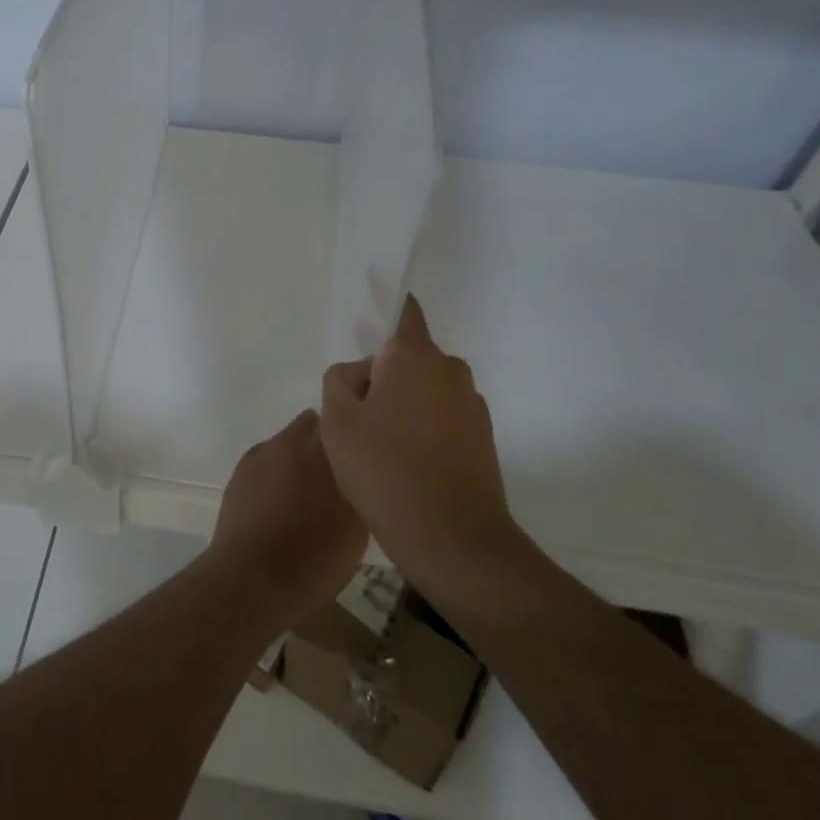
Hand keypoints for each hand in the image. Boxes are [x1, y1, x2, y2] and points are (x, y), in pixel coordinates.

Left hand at [207, 411, 366, 628]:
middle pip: (312, 426)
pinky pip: (266, 461)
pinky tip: (277, 505)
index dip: (351, 436)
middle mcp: (291, 440)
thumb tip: (359, 471)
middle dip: (322, 443)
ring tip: (303, 496)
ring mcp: (262, 453)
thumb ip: (359, 485)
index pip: (343, 420)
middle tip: (333, 476)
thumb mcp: (357, 525)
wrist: (254, 577)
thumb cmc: (316, 557)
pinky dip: (274, 474)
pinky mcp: (240, 470)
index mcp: (325, 448)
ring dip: (297, 459)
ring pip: (287, 444)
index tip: (359, 456)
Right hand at [319, 295, 529, 599]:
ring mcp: (471, 406)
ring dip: (399, 404)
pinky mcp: (481, 439)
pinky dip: (419, 428)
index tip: (375, 281)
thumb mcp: (338, 421)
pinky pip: (439, 417)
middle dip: (379, 375)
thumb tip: (360, 374)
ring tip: (376, 448)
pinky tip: (402, 465)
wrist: (452, 539)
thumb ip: (339, 381)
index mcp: (414, 357)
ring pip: (422, 390)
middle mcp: (450, 371)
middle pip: (406, 357)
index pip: (403, 311)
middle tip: (353, 415)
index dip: (386, 297)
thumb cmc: (384, 469)